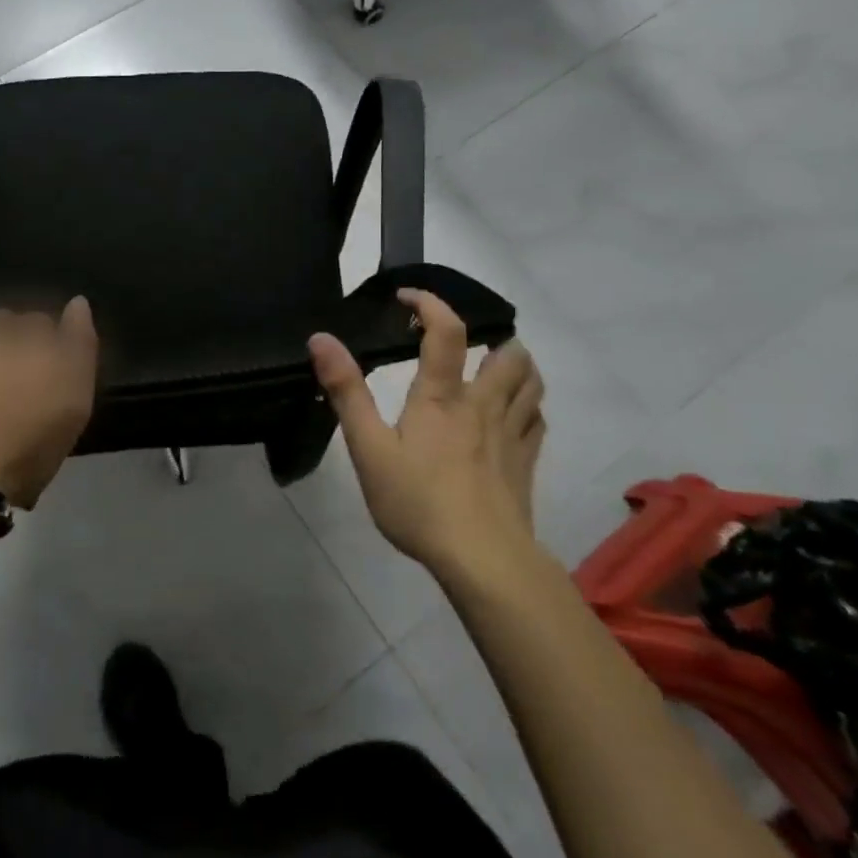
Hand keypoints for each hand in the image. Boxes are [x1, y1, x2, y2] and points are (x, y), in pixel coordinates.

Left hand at [0, 299, 98, 509]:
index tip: (38, 384)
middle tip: (2, 390)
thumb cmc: (24, 445)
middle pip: (2, 324)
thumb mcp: (75, 402)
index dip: (43, 353)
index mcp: (32, 331)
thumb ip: (80, 344)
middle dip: (5, 346)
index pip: (42, 324)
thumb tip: (77, 302)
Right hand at [308, 289, 544, 573]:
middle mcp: (483, 404)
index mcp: (442, 396)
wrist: (482, 559)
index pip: (446, 330)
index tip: (407, 297)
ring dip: (516, 365)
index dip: (429, 303)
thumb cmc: (418, 502)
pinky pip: (537, 419)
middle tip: (464, 345)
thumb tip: (321, 338)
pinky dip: (527, 405)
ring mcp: (511, 433)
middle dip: (490, 337)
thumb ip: (346, 391)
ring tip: (493, 369)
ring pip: (530, 381)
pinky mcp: (525, 462)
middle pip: (507, 352)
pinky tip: (512, 414)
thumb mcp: (368, 448)